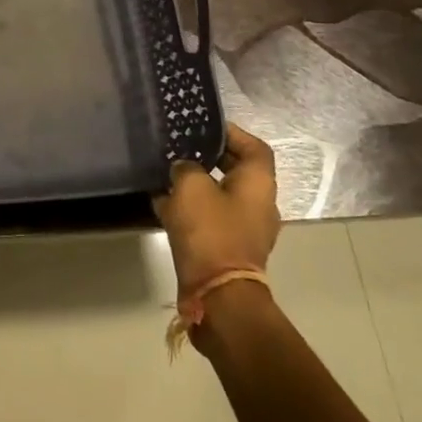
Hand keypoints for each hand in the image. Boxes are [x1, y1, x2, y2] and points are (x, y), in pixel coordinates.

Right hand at [152, 122, 280, 297]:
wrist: (217, 294)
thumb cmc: (210, 231)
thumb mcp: (191, 186)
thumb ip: (186, 167)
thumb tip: (183, 168)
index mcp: (259, 184)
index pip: (254, 147)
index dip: (232, 133)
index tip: (203, 127)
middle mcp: (258, 204)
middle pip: (236, 170)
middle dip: (207, 157)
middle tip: (179, 146)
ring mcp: (244, 229)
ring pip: (219, 195)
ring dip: (196, 184)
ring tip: (165, 173)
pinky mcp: (227, 248)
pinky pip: (209, 218)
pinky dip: (190, 209)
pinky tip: (162, 203)